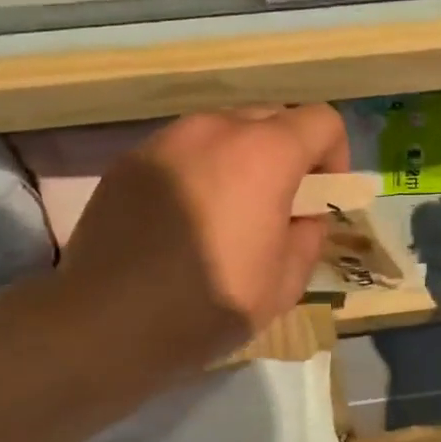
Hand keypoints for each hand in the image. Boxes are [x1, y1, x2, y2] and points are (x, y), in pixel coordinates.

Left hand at [54, 105, 348, 383]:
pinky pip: (180, 151)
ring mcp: (164, 141)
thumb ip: (308, 237)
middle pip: (270, 118)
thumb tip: (303, 217)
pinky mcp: (128, 161)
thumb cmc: (208, 305)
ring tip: (225, 213)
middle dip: (286, 154)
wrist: (106, 324)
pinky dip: (196, 172)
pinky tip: (181, 221)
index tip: (320, 197)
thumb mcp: (284, 284)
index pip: (321, 121)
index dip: (334, 156)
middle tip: (276, 206)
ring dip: (239, 160)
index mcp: (264, 154)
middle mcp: (214, 129)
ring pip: (221, 131)